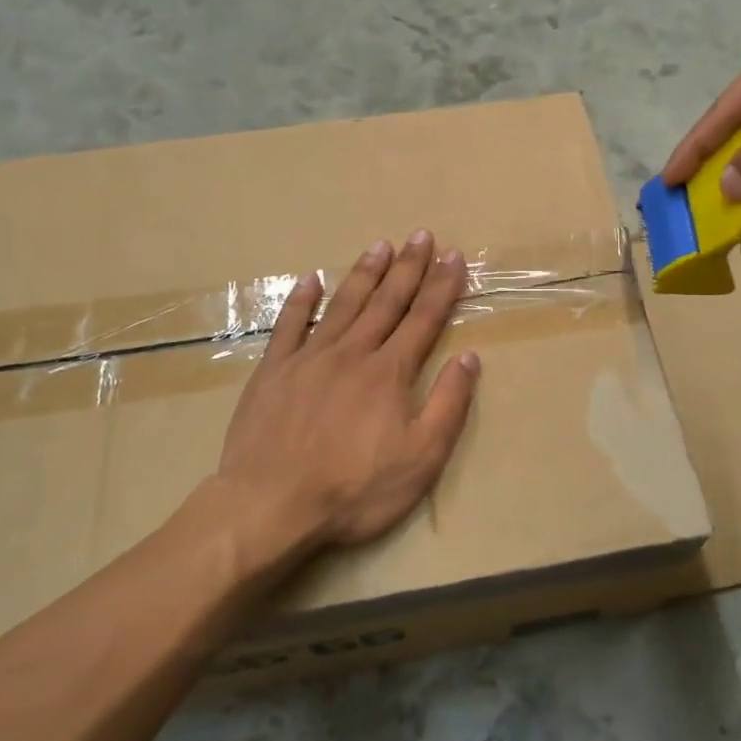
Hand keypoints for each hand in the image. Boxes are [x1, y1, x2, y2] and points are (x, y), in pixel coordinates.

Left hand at [215, 231, 480, 548]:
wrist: (270, 505)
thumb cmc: (354, 489)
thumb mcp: (421, 458)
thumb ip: (449, 404)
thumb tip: (469, 357)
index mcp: (390, 372)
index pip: (424, 318)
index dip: (442, 286)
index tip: (454, 256)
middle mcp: (352, 353)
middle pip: (386, 301)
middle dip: (408, 267)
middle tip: (421, 235)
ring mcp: (309, 358)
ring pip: (344, 305)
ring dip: (365, 273)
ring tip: (381, 246)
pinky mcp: (273, 371)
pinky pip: (290, 325)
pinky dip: (302, 300)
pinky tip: (312, 279)